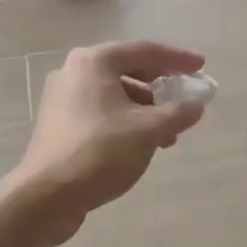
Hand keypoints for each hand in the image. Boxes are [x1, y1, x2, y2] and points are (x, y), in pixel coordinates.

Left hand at [8, 40, 207, 245]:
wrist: (46, 196)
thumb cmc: (100, 152)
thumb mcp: (149, 131)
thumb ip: (178, 113)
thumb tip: (197, 105)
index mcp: (95, 62)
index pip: (145, 50)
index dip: (177, 59)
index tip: (200, 66)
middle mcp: (74, 71)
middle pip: (128, 69)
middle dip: (160, 85)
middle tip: (184, 97)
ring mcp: (62, 97)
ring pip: (114, 93)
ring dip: (144, 107)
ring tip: (168, 132)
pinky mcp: (58, 122)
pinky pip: (100, 110)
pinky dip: (124, 119)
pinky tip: (141, 142)